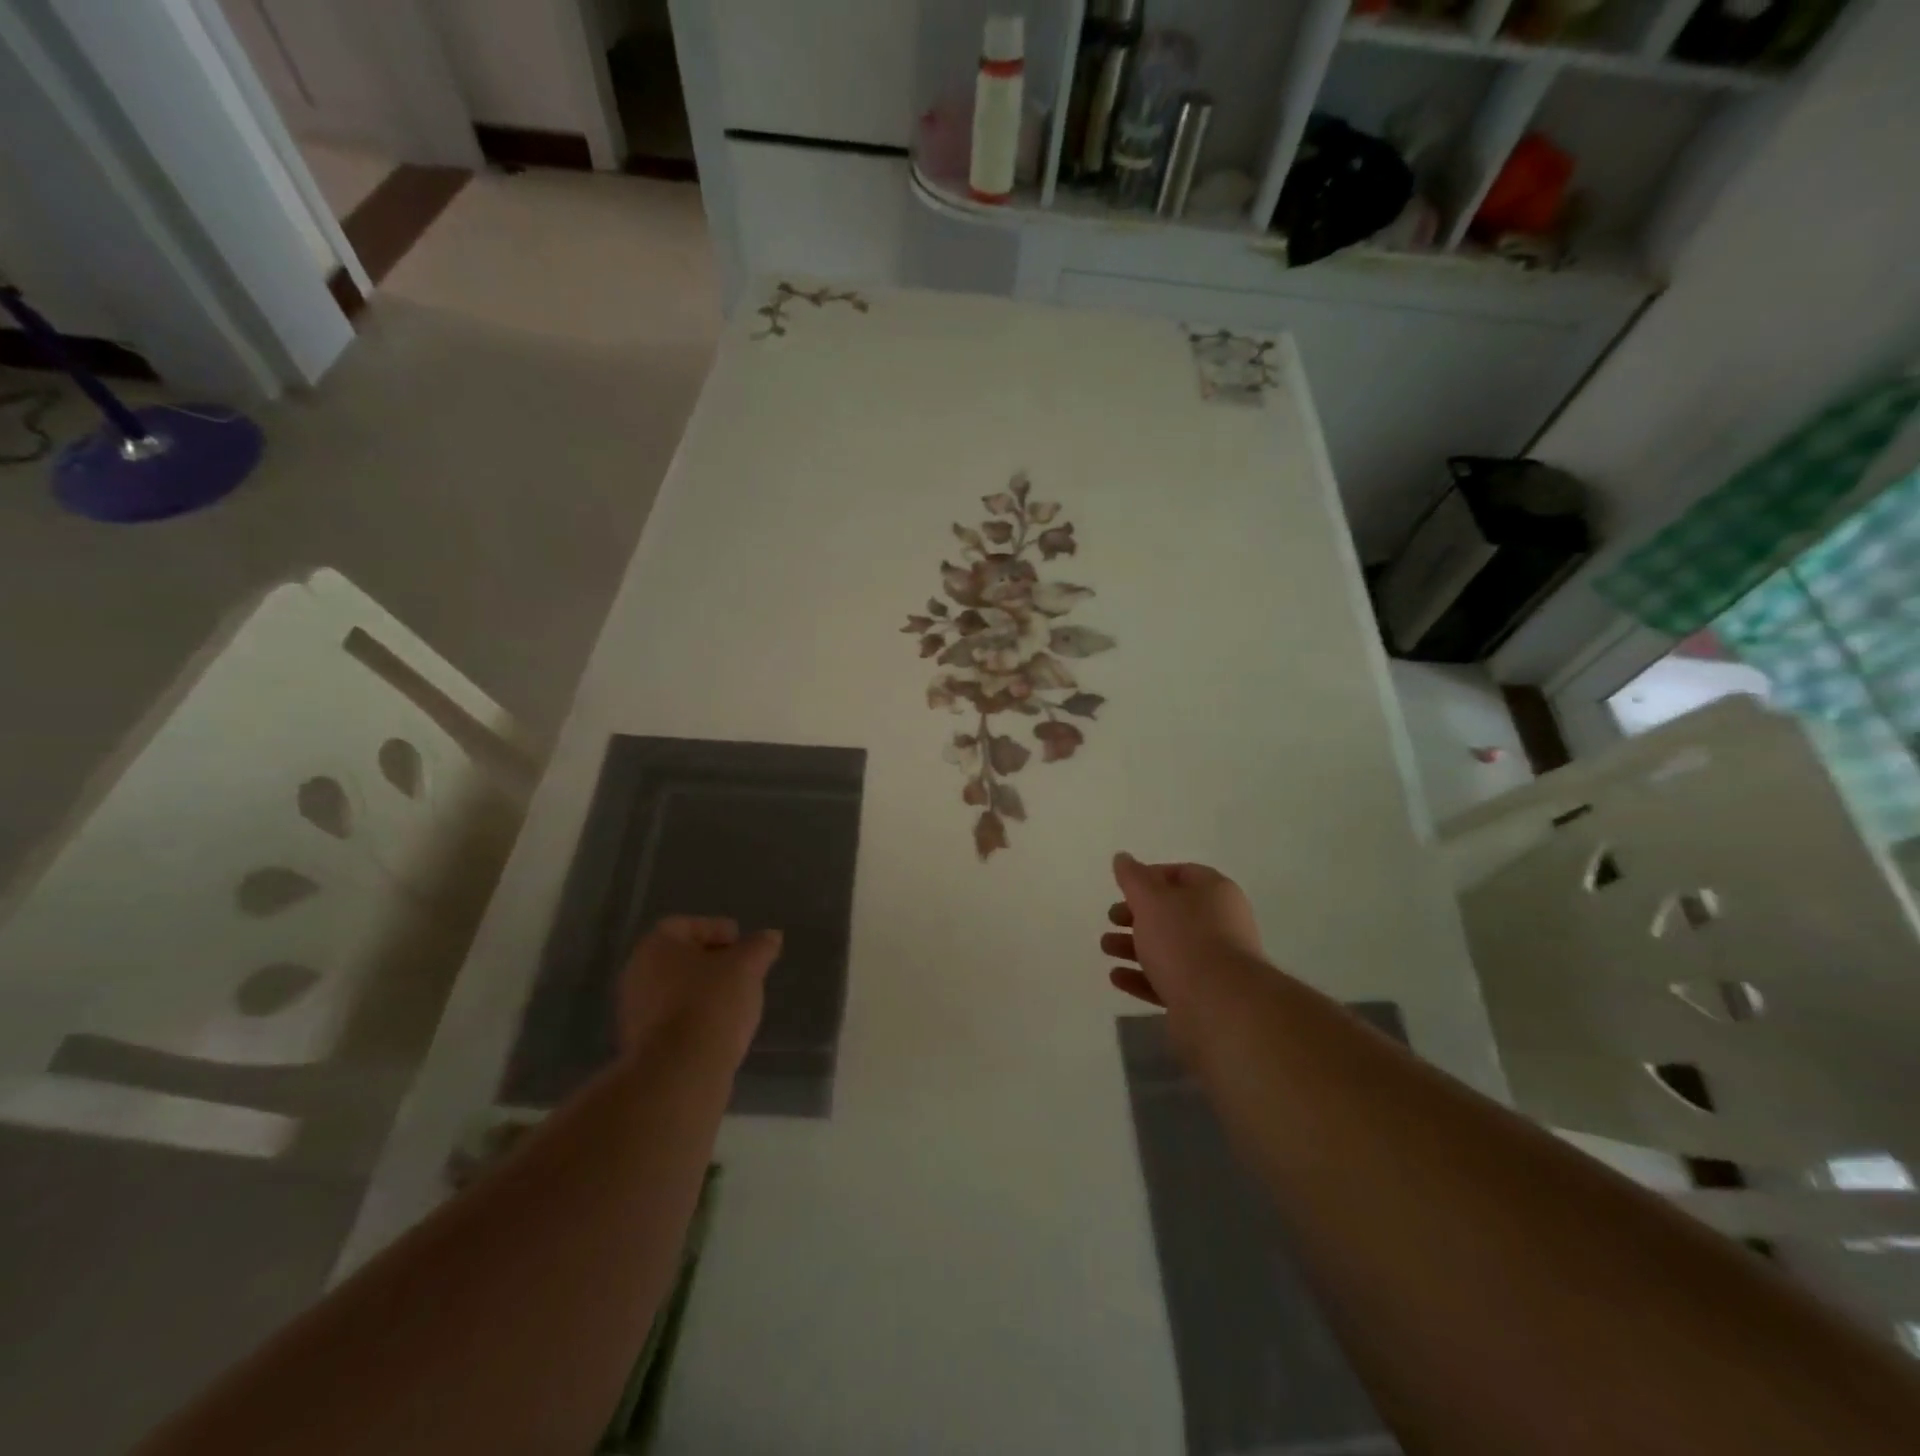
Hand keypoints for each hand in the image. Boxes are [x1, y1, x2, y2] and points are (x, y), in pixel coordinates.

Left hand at [618, 916, 782, 1067]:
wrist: (680, 1072)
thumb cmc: (711, 1003)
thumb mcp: (747, 966)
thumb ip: (759, 947)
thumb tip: (770, 937)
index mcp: (655, 946)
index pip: (686, 925)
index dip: (716, 929)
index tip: (741, 944)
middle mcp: (636, 973)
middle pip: (679, 958)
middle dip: (712, 962)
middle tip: (742, 970)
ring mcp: (633, 1011)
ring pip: (675, 989)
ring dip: (703, 991)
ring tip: (735, 1001)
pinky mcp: (639, 1044)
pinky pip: (672, 1018)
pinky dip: (694, 1016)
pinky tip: (718, 1027)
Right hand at [1102, 853, 1265, 1014]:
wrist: (1220, 1007)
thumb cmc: (1184, 940)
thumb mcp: (1150, 899)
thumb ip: (1133, 878)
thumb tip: (1122, 858)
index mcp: (1215, 892)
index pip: (1181, 874)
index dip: (1149, 877)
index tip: (1123, 888)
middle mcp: (1220, 924)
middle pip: (1172, 913)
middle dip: (1137, 914)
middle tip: (1111, 918)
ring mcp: (1214, 963)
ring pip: (1168, 948)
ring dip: (1133, 946)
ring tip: (1105, 947)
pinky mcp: (1203, 997)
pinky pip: (1168, 980)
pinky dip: (1142, 977)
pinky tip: (1117, 977)